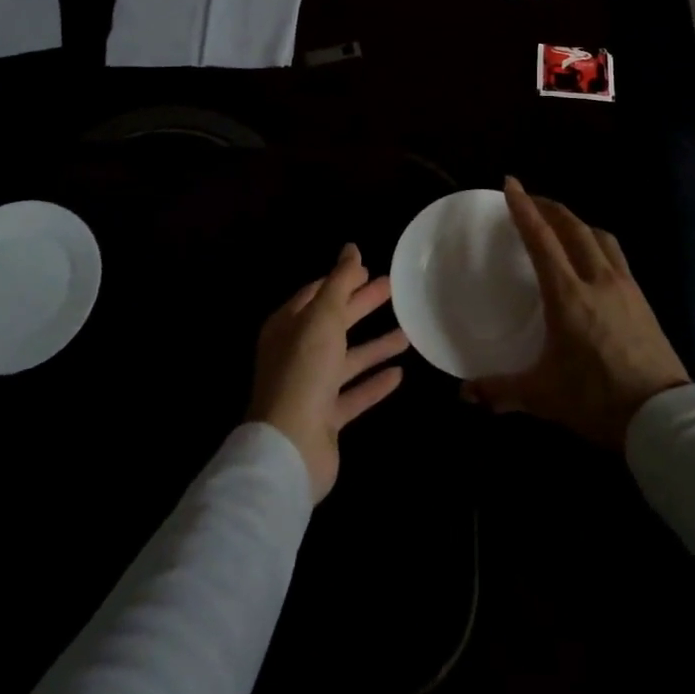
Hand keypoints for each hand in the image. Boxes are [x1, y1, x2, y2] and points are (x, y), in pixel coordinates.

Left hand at [248, 244, 408, 501]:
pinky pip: (354, 394)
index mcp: (288, 326)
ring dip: (374, 346)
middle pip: (334, 323)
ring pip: (347, 359)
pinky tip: (399, 374)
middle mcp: (296, 354)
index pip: (316, 294)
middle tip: (393, 289)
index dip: (341, 280)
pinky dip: (374, 383)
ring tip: (407, 333)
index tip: (367, 268)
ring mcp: (310, 387)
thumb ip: (339, 282)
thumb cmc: (304, 370)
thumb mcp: (323, 317)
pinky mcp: (326, 418)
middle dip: (361, 305)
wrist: (291, 445)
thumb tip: (351, 248)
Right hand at [463, 177, 689, 450]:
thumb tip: (464, 394)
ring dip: (576, 222)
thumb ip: (500, 390)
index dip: (523, 208)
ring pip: (599, 236)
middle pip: (573, 227)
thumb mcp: (543, 396)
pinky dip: (597, 242)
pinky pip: (615, 255)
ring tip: (560, 224)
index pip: (541, 240)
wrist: (663, 418)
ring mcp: (624, 287)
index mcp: (568, 295)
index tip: (510, 184)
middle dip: (549, 207)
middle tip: (530, 200)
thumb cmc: (597, 399)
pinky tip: (592, 258)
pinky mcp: (642, 299)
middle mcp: (597, 280)